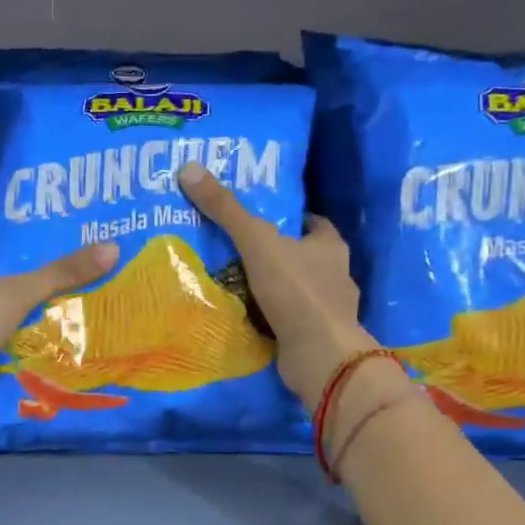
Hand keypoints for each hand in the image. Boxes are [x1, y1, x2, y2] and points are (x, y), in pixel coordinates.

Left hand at [0, 238, 119, 430]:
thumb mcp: (19, 291)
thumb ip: (62, 273)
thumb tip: (112, 248)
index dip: (24, 240)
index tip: (58, 238)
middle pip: (4, 281)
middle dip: (37, 281)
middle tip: (80, 274)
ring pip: (5, 316)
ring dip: (33, 316)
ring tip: (77, 309)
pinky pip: (3, 346)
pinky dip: (24, 346)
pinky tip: (54, 346)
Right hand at [177, 164, 375, 404]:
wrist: (319, 356)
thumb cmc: (296, 290)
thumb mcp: (257, 242)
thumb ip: (226, 209)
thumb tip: (189, 168)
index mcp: (330, 245)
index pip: (312, 222)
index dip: (289, 218)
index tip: (260, 217)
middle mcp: (335, 274)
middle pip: (301, 255)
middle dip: (273, 253)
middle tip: (236, 248)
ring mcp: (328, 309)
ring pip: (294, 289)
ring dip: (270, 287)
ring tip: (232, 281)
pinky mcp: (316, 337)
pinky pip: (288, 319)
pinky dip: (269, 317)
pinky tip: (244, 316)